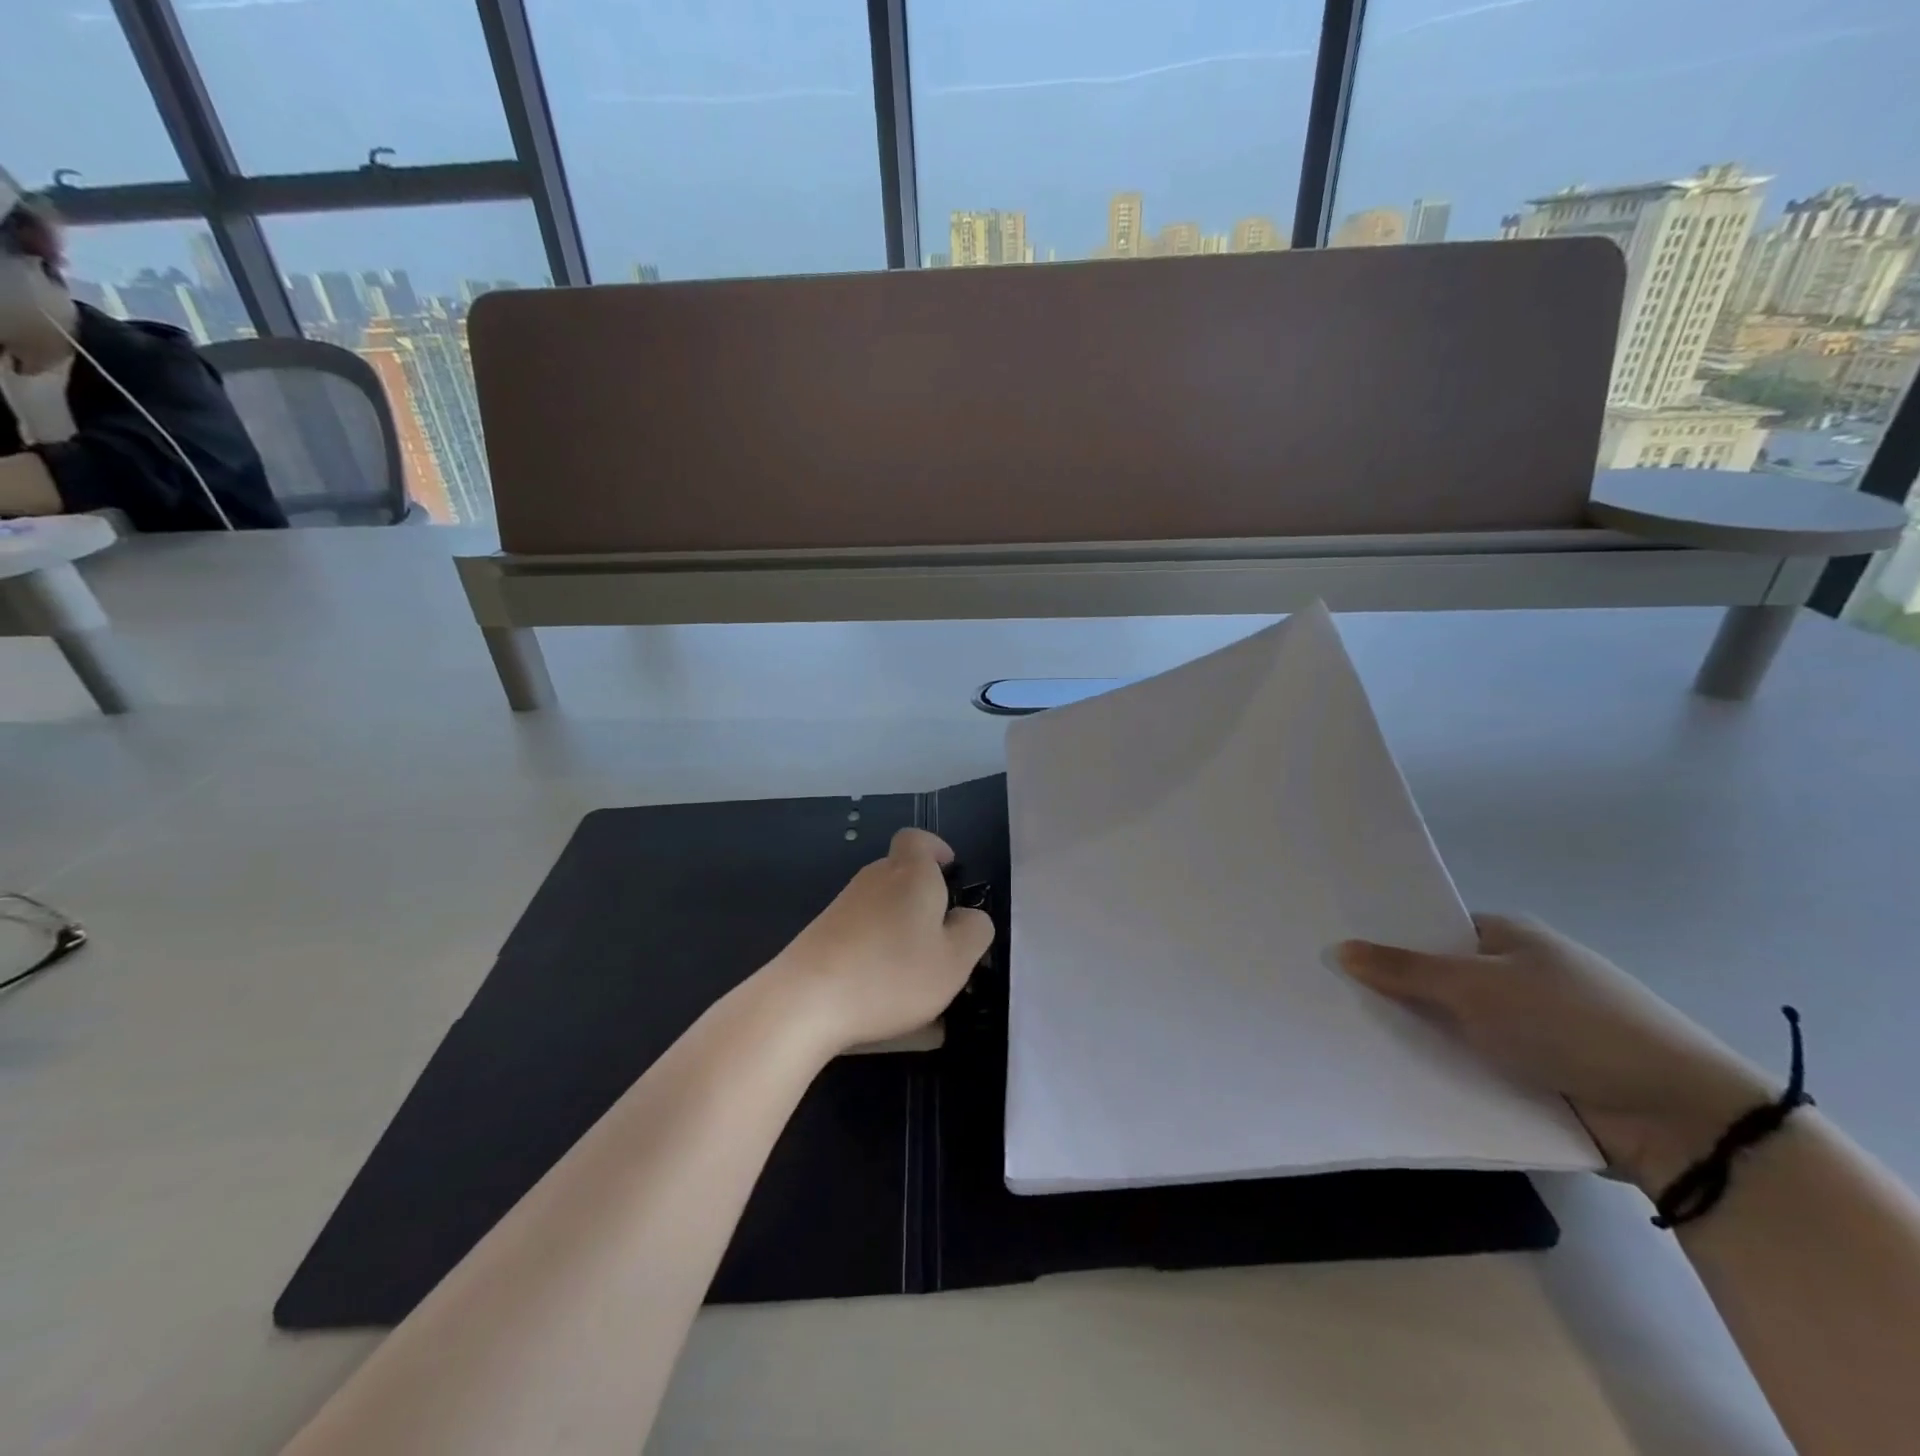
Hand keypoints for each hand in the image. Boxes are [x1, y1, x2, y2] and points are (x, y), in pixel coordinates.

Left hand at [765, 828, 993, 1057]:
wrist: (805, 1000)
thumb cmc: (892, 973)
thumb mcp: (955, 960)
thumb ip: (974, 931)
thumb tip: (967, 917)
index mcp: (911, 873)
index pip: (918, 839)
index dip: (936, 850)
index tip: (949, 872)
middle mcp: (875, 878)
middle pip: (901, 874)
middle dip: (923, 899)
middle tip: (942, 939)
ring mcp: (843, 905)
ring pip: (882, 907)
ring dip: (900, 930)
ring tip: (915, 975)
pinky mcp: (822, 933)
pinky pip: (862, 933)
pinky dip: (876, 952)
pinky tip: (881, 992)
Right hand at [1337, 915, 1774, 1194]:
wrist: (1676, 1118)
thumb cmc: (1572, 1024)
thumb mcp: (1477, 988)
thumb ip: (1405, 970)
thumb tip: (1340, 948)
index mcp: (1508, 938)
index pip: (1431, 929)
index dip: (1385, 937)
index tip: (1331, 948)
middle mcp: (1514, 977)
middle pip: (1435, 978)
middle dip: (1390, 989)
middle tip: (1324, 993)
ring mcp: (1525, 1029)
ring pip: (1450, 1025)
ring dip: (1413, 1033)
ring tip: (1341, 1033)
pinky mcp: (1532, 1076)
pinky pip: (1469, 1064)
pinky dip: (1440, 1068)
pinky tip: (1388, 1072)